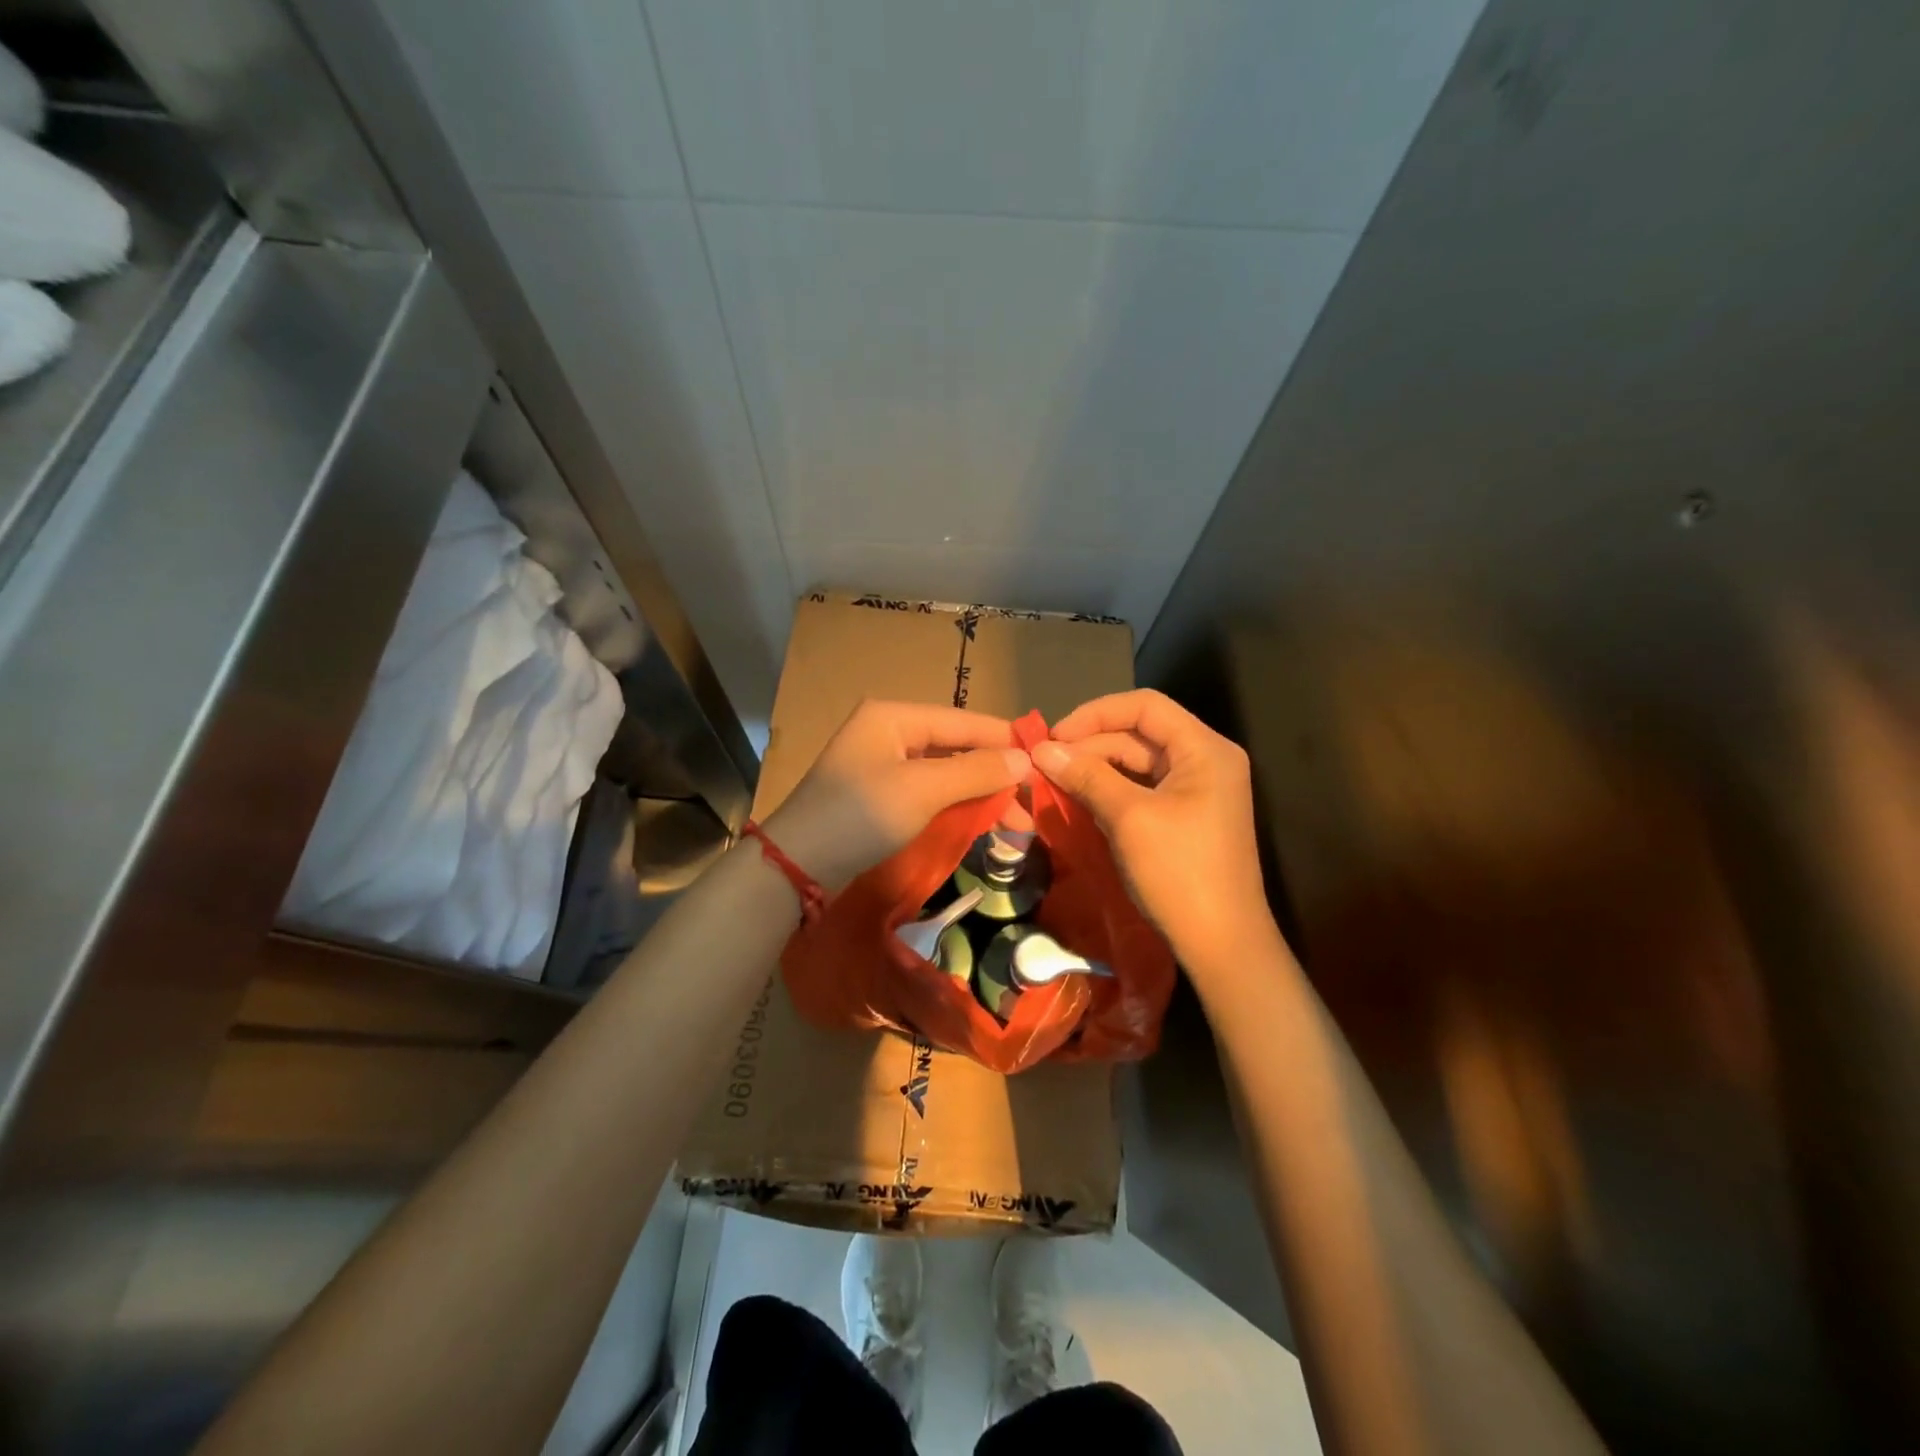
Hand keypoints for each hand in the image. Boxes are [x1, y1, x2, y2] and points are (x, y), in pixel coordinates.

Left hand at [764, 700, 1030, 890]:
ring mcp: (879, 765)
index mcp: (894, 717)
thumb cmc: (861, 815)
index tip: (1043, 761)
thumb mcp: (923, 790)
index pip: (962, 721)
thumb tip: (1024, 759)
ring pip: (942, 772)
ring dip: (976, 793)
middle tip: (1030, 803)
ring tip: (1013, 821)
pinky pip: (926, 792)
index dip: (1003, 740)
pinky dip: (953, 805)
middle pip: (954, 747)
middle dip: (993, 774)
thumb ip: (976, 772)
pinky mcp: (876, 796)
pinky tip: (978, 821)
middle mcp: (887, 732)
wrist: (797, 865)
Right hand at [1032, 690, 1271, 971]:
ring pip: (1138, 761)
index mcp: (1204, 749)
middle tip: (1045, 763)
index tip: (1054, 737)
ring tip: (1054, 780)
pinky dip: (1111, 789)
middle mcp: (1206, 759)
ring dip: (1096, 767)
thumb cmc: (1179, 872)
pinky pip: (1143, 788)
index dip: (1095, 714)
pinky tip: (1079, 798)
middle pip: (1140, 733)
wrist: (1221, 943)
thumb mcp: (1129, 818)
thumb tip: (1042, 749)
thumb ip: (1087, 776)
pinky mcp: (1187, 814)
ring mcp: (1198, 789)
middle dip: (1090, 744)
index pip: (1145, 706)